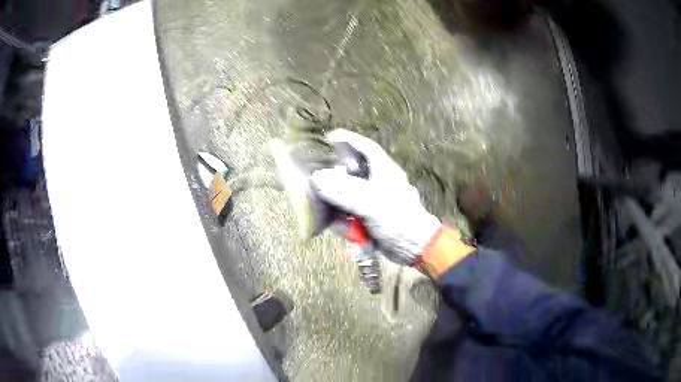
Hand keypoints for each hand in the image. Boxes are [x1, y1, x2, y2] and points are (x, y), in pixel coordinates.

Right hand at [310, 129, 441, 264]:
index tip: (328, 138)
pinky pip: (353, 212)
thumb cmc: (398, 220)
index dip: (348, 139)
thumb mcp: (370, 203)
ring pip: (350, 193)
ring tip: (322, 204)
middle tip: (317, 175)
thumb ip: (343, 190)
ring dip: (337, 200)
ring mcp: (375, 200)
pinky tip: (339, 226)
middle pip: (354, 170)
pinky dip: (344, 218)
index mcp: (385, 171)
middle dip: (336, 173)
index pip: (366, 147)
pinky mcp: (372, 216)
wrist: (414, 248)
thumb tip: (317, 178)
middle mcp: (380, 182)